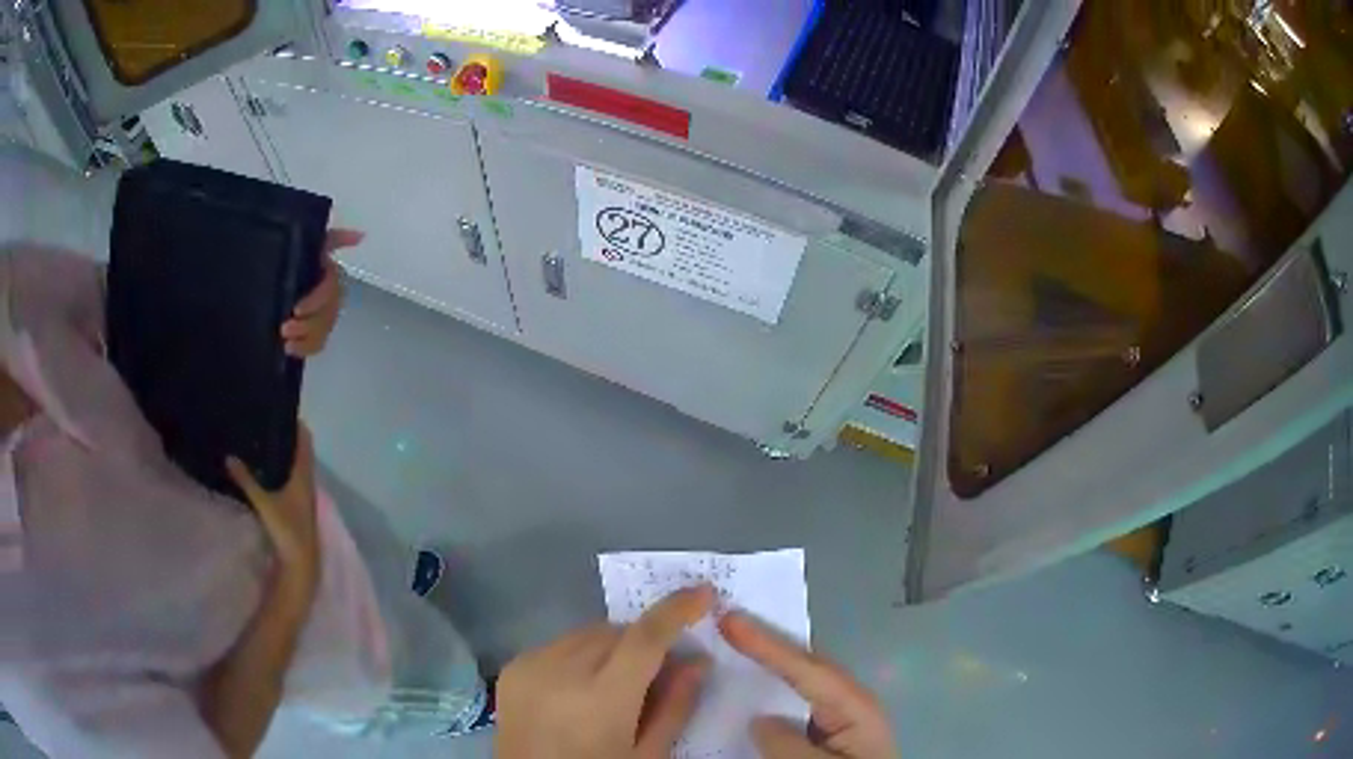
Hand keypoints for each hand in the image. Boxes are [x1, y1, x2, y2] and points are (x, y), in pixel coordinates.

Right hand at [226, 423, 320, 593]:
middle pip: (300, 452)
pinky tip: (265, 470)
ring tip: (262, 439)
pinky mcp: (298, 509)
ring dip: (283, 455)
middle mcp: (308, 482)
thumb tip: (229, 456)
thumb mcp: (264, 503)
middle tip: (266, 420)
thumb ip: (246, 480)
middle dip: (286, 437)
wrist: (301, 565)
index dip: (296, 424)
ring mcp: (304, 496)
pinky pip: (290, 480)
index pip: (305, 440)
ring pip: (295, 467)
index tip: (282, 408)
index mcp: (304, 476)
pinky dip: (280, 470)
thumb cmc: (287, 530)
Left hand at [281, 229, 364, 356]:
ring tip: (286, 341)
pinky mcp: (314, 330)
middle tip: (285, 328)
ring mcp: (322, 314)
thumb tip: (361, 236)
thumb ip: (334, 239)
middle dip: (308, 324)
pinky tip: (290, 349)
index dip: (316, 301)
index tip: (297, 310)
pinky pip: (318, 343)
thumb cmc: (293, 252)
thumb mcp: (312, 241)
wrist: (270, 269)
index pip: (331, 289)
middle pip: (328, 314)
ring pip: (323, 330)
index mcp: (328, 273)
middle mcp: (329, 294)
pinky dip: (306, 349)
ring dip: (306, 338)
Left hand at [496, 585, 714, 758]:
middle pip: (616, 632)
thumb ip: (675, 706)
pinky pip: (558, 645)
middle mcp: (562, 671)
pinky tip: (578, 689)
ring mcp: (531, 665)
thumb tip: (698, 660)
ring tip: (613, 684)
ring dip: (610, 647)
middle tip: (655, 673)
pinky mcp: (512, 667)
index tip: (703, 593)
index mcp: (602, 698)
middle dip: (642, 643)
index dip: (677, 610)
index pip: (646, 638)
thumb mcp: (647, 755)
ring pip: (587, 634)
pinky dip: (578, 656)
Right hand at [720, 612, 898, 758]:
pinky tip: (754, 686)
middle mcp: (850, 702)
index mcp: (854, 706)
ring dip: (771, 661)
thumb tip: (761, 719)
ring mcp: (841, 715)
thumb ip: (788, 743)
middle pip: (807, 664)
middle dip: (770, 642)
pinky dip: (775, 686)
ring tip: (736, 641)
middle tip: (729, 620)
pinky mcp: (830, 730)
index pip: (806, 668)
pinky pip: (798, 700)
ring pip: (802, 679)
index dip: (767, 644)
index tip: (730, 620)